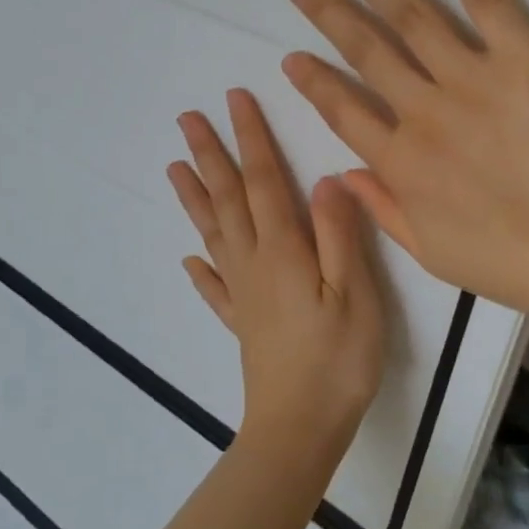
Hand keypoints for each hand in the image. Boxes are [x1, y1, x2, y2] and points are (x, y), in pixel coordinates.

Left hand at [168, 89, 387, 459]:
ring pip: (213, 233)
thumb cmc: (337, 360)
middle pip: (227, 199)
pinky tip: (189, 260)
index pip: (263, 180)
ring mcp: (242, 294)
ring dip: (195, 197)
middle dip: (210, 154)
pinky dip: (200, 269)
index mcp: (282, 250)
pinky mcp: (241, 323)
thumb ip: (340, 235)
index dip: (251, 137)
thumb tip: (326, 178)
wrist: (299, 429)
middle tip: (187, 119)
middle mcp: (253, 263)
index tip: (235, 99)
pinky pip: (213, 288)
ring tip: (174, 167)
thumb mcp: (355, 294)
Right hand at [282, 0, 528, 321]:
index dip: (313, 81)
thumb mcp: (433, 254)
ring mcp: (472, 79)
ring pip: (410, 17)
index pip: (342, 110)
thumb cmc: (514, 263)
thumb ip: (383, 210)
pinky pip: (486, 1)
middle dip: (327, 12)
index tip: (291, 56)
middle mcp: (424, 112)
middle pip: (365, 51)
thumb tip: (344, 173)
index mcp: (401, 163)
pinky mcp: (523, 57)